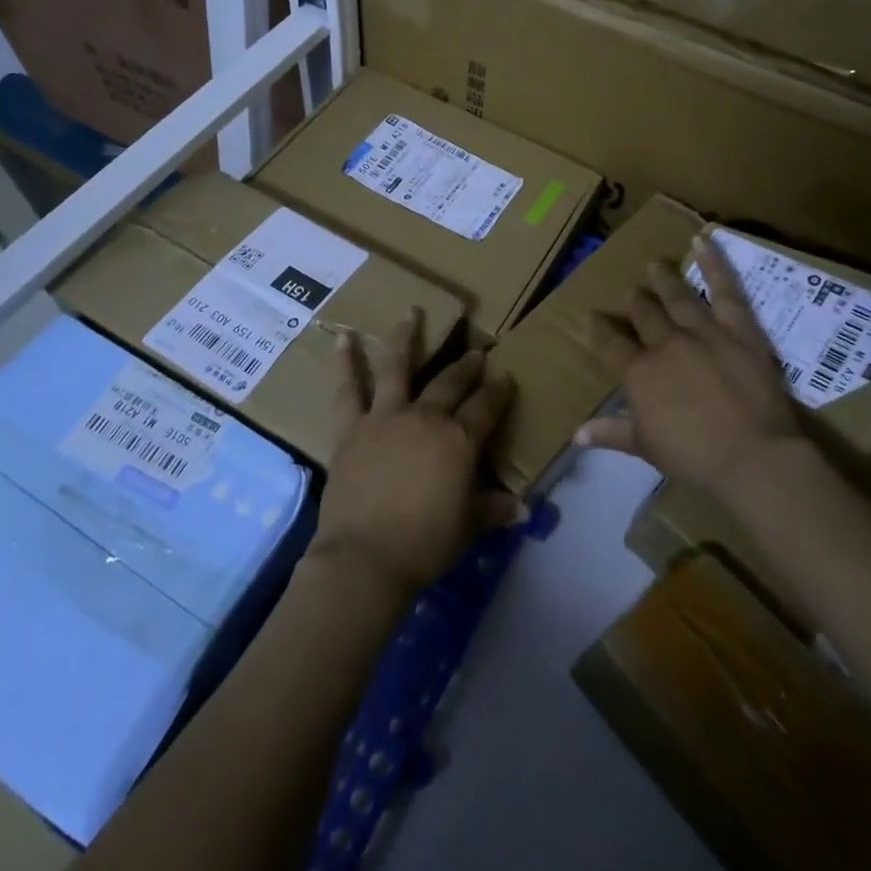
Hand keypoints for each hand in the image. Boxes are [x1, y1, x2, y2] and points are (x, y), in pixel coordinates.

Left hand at [310, 313, 523, 603]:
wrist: (365, 557)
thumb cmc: (424, 544)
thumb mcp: (468, 527)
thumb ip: (494, 510)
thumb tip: (525, 509)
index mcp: (458, 440)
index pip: (486, 407)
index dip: (499, 391)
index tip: (506, 376)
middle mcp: (424, 417)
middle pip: (449, 383)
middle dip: (465, 366)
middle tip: (475, 352)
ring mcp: (385, 417)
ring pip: (397, 367)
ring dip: (406, 338)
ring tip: (411, 312)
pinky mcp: (351, 427)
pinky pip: (348, 389)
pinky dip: (345, 363)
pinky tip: (344, 338)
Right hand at [577, 232, 801, 494]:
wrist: (752, 456)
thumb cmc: (695, 457)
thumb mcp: (646, 448)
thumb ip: (611, 433)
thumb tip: (576, 434)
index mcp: (639, 372)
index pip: (611, 343)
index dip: (600, 328)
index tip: (594, 317)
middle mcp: (665, 343)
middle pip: (644, 314)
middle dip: (635, 302)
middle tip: (631, 293)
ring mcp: (702, 331)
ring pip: (677, 296)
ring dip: (664, 278)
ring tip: (656, 265)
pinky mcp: (738, 328)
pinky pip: (725, 289)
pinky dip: (714, 263)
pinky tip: (703, 240)